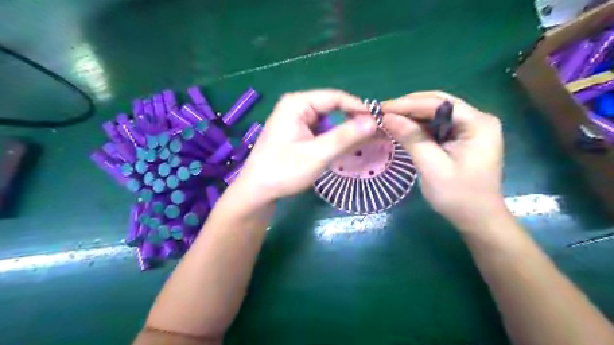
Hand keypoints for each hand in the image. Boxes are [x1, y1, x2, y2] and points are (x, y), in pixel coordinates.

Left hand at [235, 88, 378, 202]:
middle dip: (353, 121)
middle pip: (332, 107)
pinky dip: (334, 138)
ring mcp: (296, 120)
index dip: (359, 108)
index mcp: (297, 103)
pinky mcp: (297, 132)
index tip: (379, 122)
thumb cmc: (283, 171)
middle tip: (374, 135)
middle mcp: (296, 106)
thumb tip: (374, 121)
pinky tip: (345, 148)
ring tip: (363, 143)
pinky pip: (321, 130)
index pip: (336, 97)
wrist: (257, 191)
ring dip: (345, 131)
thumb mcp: (317, 154)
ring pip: (328, 120)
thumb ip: (345, 136)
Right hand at [382, 90, 506, 228]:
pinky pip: (436, 125)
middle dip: (408, 107)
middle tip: (381, 112)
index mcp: (477, 123)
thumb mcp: (432, 167)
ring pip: (434, 113)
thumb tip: (388, 117)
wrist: (477, 219)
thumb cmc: (458, 196)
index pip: (437, 103)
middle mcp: (476, 119)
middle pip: (436, 103)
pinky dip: (417, 126)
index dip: (407, 104)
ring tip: (387, 119)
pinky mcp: (462, 137)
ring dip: (411, 116)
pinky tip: (402, 129)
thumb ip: (412, 138)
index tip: (381, 108)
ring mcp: (470, 128)